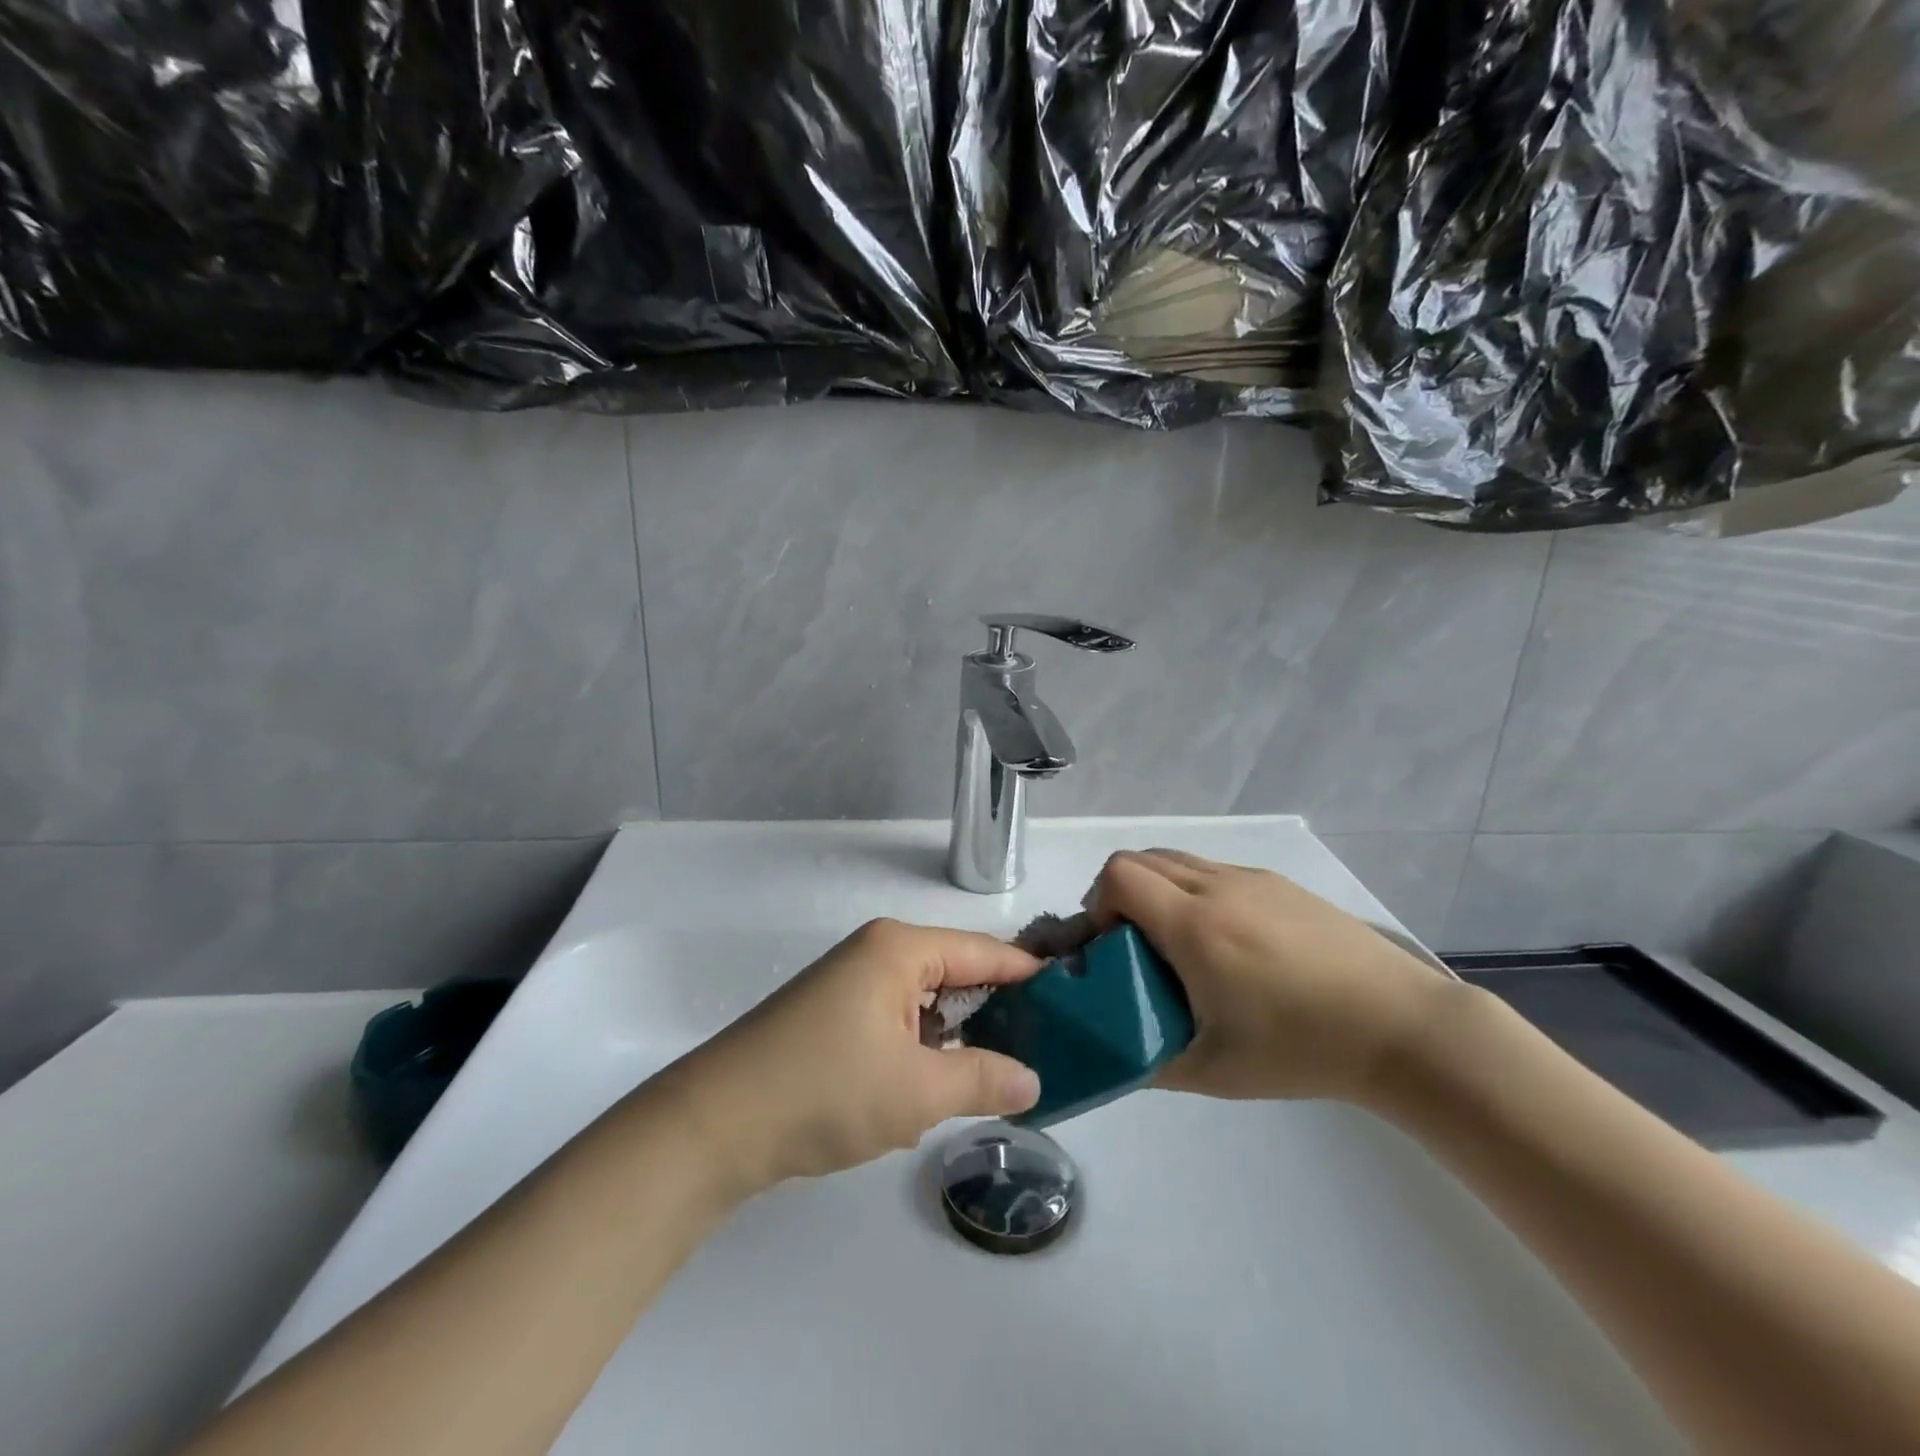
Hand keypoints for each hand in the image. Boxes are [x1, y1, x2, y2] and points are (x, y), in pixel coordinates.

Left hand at [661, 920, 1042, 1192]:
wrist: (715, 1124)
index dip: (1029, 975)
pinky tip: (937, 1086)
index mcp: (899, 949)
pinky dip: (922, 1048)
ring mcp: (851, 984)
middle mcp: (877, 953)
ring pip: (926, 1002)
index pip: (983, 952)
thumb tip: (1033, 1081)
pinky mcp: (833, 1016)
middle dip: (995, 1012)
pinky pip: (897, 1020)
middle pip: (956, 973)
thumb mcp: (916, 1090)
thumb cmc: (825, 1090)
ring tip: (999, 1074)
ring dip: (956, 1037)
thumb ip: (983, 1079)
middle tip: (1045, 1048)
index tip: (1074, 997)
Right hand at [1086, 849, 1454, 1103]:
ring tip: (1179, 941)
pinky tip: (1227, 940)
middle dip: (1120, 895)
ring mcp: (1251, 879)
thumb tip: (1114, 1052)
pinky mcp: (1280, 883)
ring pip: (1177, 859)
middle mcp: (1217, 887)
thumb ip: (1148, 1060)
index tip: (1112, 946)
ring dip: (1158, 888)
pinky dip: (1194, 889)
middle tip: (1135, 944)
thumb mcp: (1213, 1071)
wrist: (1400, 1026)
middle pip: (1139, 858)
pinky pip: (1214, 869)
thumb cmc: (1300, 1049)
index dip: (1098, 903)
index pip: (1118, 876)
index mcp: (1193, 925)